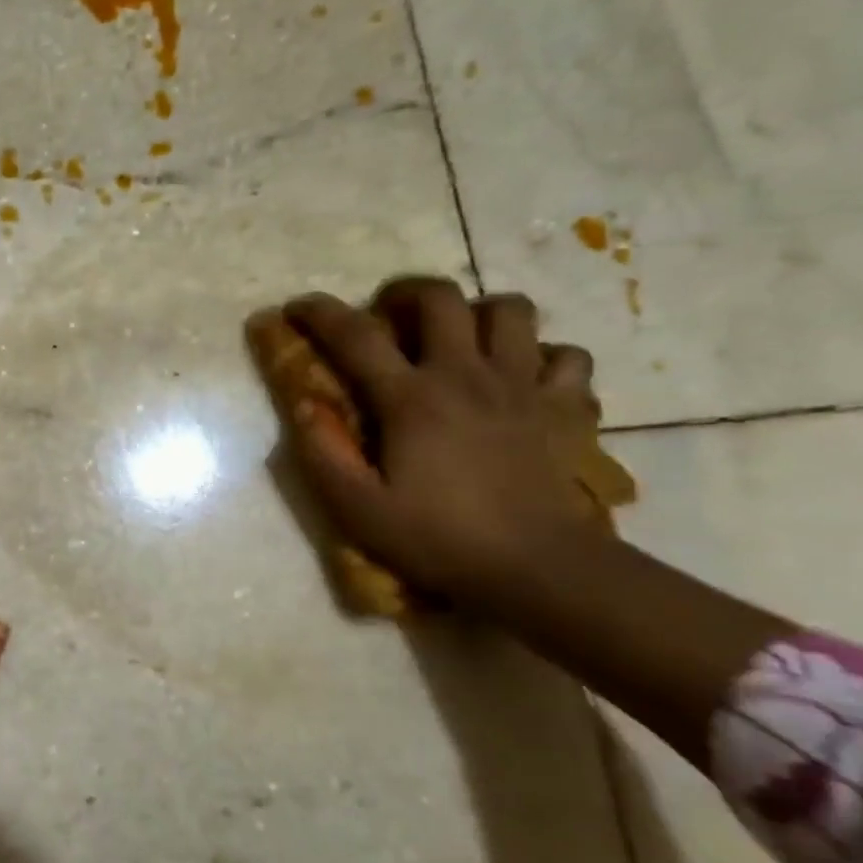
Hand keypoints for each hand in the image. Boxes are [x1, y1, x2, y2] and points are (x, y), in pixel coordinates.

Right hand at [283, 277, 606, 609]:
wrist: (537, 569)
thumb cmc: (438, 539)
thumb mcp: (357, 509)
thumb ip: (323, 453)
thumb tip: (304, 405)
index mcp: (412, 399)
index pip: (356, 337)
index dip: (320, 314)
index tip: (297, 307)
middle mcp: (467, 376)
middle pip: (441, 298)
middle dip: (406, 293)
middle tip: (389, 316)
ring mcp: (523, 386)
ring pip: (510, 311)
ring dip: (478, 313)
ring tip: (459, 340)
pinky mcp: (565, 407)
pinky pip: (565, 356)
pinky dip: (542, 356)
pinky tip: (521, 379)